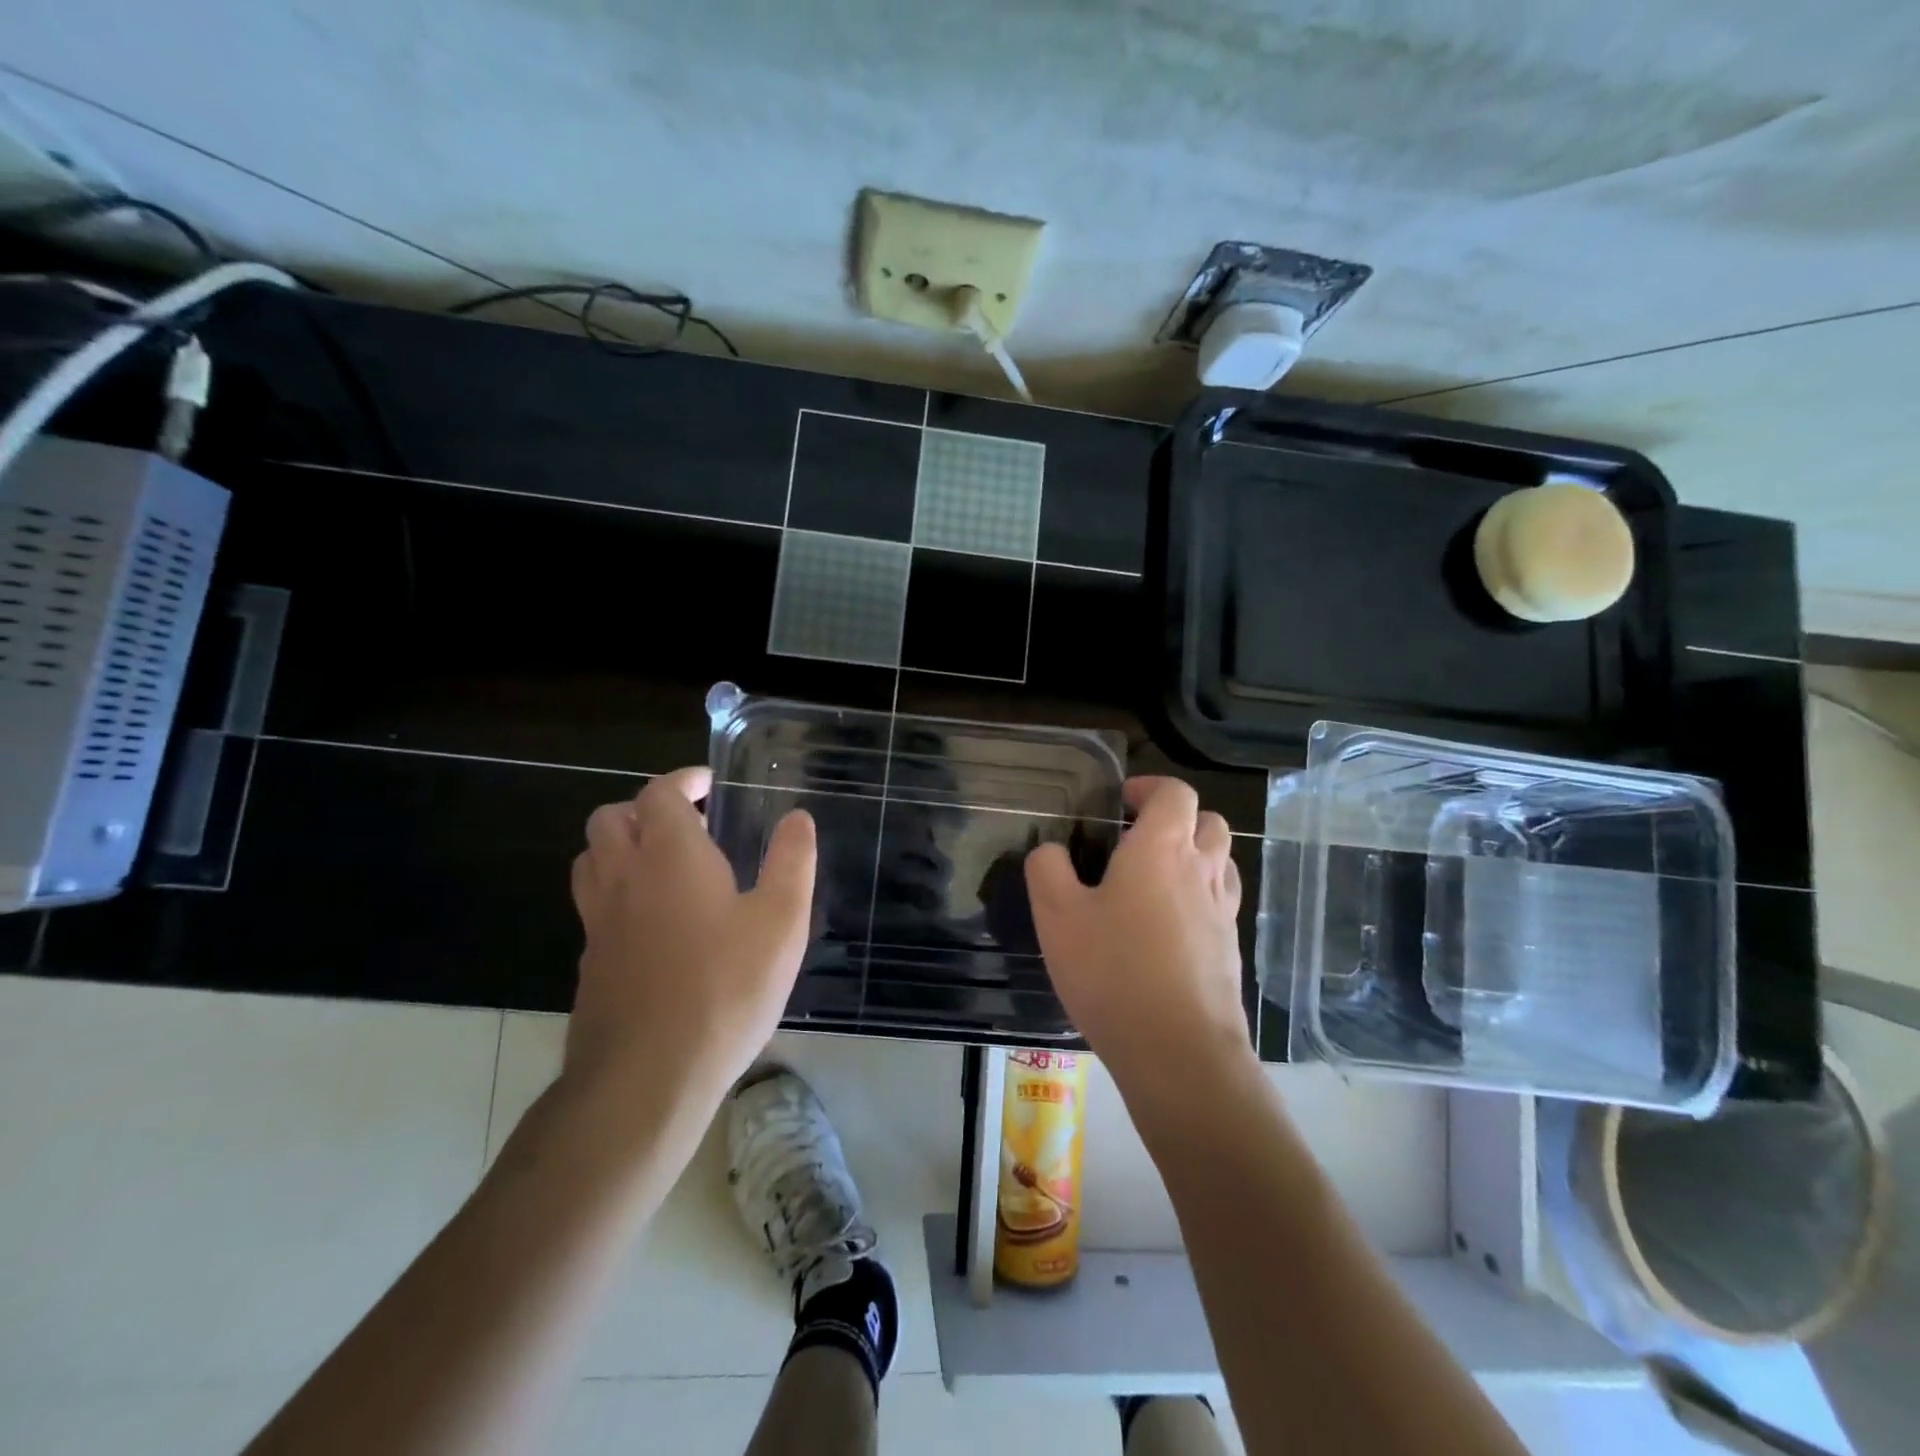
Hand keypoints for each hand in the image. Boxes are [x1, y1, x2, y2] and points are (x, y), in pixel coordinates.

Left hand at [566, 766, 816, 1113]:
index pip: (658, 794)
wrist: (647, 1078)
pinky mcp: (591, 964)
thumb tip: (798, 818)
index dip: (682, 781)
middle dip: (644, 808)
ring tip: (662, 864)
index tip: (708, 785)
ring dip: (620, 846)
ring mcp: (599, 923)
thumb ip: (791, 863)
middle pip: (610, 820)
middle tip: (686, 824)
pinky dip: (617, 893)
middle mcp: (623, 878)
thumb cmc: (725, 989)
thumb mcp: (781, 923)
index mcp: (669, 856)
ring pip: (591, 862)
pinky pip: (594, 907)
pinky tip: (653, 925)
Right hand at [1025, 777, 1248, 1097]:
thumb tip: (1052, 851)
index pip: (1175, 793)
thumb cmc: (1113, 971)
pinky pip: (1220, 902)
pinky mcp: (1230, 949)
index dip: (1149, 788)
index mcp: (1162, 849)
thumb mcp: (1057, 915)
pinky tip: (1167, 928)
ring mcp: (1223, 911)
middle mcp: (1202, 870)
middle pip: (1208, 822)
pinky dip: (1199, 897)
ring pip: (1220, 861)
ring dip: (1193, 856)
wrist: (1179, 1051)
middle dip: (1177, 819)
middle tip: (1138, 839)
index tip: (1121, 802)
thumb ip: (1048, 869)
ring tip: (1154, 881)